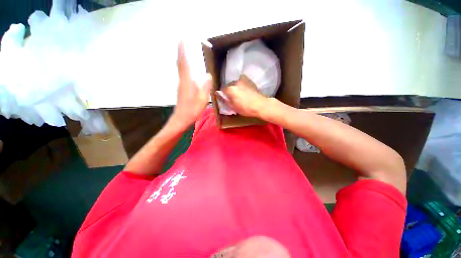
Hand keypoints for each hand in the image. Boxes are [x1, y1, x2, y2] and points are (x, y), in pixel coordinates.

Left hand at [172, 42, 211, 128]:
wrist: (181, 119)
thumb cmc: (192, 110)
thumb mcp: (202, 99)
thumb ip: (205, 86)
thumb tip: (208, 74)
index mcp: (187, 82)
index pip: (184, 63)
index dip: (183, 51)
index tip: (182, 39)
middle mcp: (182, 81)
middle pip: (180, 64)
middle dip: (181, 53)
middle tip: (183, 42)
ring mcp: (181, 86)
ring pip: (181, 70)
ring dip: (183, 60)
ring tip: (185, 52)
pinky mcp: (182, 90)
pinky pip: (183, 75)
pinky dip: (185, 68)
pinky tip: (189, 70)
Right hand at [218, 80, 267, 117]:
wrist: (261, 105)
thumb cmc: (246, 108)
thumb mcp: (233, 107)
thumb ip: (224, 100)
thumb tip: (217, 94)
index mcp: (230, 89)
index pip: (222, 90)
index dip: (224, 95)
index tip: (227, 99)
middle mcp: (235, 82)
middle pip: (229, 86)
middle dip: (230, 91)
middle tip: (233, 98)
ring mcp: (243, 80)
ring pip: (235, 84)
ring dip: (236, 88)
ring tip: (240, 95)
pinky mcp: (249, 81)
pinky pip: (242, 83)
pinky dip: (241, 87)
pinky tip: (245, 93)